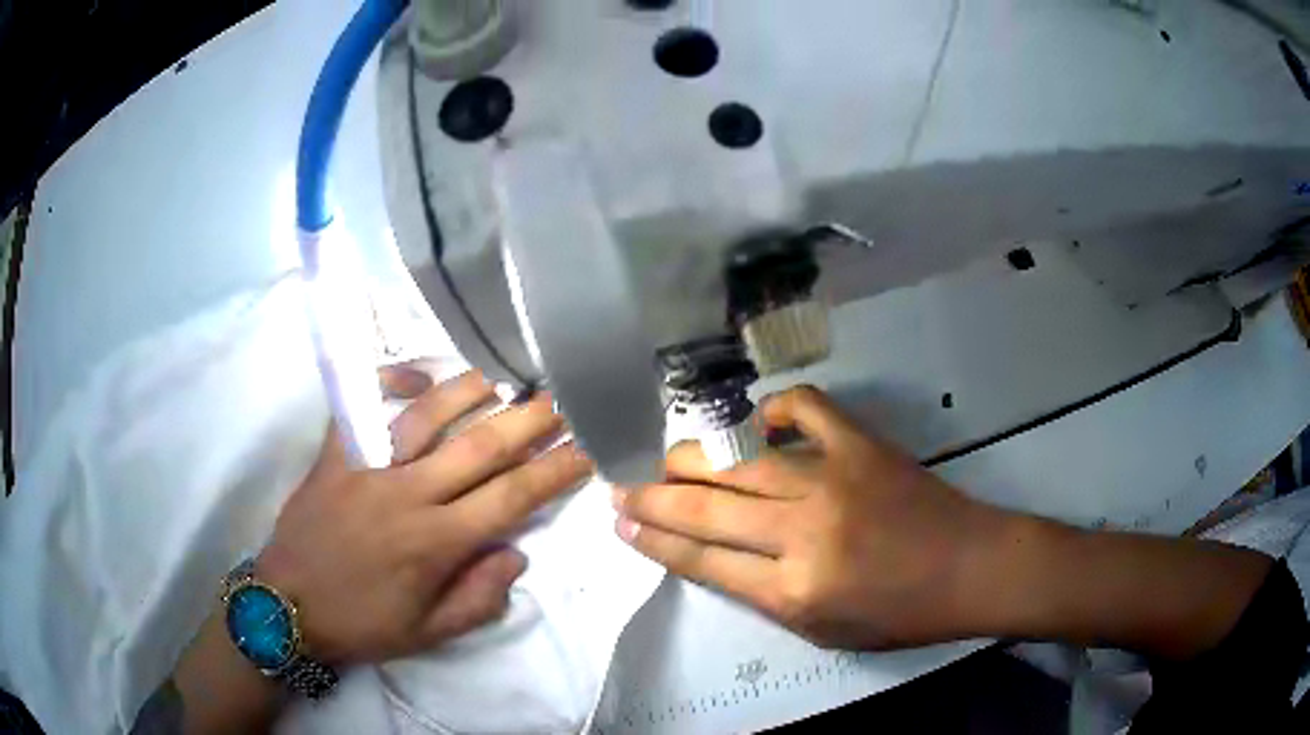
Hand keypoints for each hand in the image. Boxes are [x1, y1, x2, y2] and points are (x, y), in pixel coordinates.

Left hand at [256, 369, 593, 665]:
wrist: (288, 607)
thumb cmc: (362, 624)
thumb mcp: (429, 633)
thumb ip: (479, 597)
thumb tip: (515, 554)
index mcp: (436, 543)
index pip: (511, 499)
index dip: (555, 472)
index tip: (586, 449)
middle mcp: (407, 495)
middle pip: (480, 448)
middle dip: (529, 421)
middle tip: (562, 397)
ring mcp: (367, 468)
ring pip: (427, 417)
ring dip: (471, 391)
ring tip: (505, 376)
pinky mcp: (335, 456)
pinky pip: (362, 407)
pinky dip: (389, 384)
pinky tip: (417, 378)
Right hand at [614, 386, 1001, 650]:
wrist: (969, 567)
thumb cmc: (899, 613)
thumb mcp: (823, 631)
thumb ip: (764, 594)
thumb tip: (712, 554)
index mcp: (795, 590)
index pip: (703, 560)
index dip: (655, 540)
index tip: (621, 522)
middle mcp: (804, 531)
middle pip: (708, 507)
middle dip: (654, 495)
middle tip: (621, 485)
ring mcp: (834, 478)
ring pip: (741, 459)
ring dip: (692, 456)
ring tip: (663, 457)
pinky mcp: (861, 444)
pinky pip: (804, 409)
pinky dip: (773, 408)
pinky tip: (756, 419)